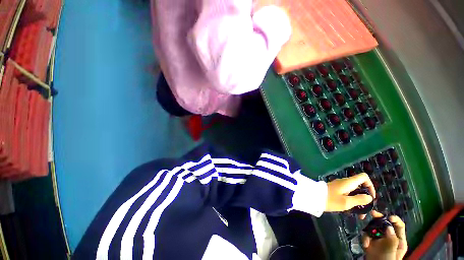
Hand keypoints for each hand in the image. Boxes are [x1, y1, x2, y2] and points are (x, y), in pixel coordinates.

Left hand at [325, 173, 374, 217]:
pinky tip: (352, 210)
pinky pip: (348, 194)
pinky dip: (352, 201)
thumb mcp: (346, 202)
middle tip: (367, 208)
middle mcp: (345, 182)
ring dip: (359, 201)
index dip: (370, 185)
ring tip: (360, 214)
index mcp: (348, 182)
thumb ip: (359, 199)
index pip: (363, 177)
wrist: (314, 197)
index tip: (371, 197)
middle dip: (365, 196)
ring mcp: (340, 186)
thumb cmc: (330, 200)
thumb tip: (369, 197)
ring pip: (354, 191)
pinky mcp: (336, 190)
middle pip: (360, 185)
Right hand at [363, 211, 407, 259]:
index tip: (388, 216)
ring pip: (373, 228)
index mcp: (398, 240)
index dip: (394, 219)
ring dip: (368, 231)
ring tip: (367, 241)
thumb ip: (391, 240)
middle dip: (378, 219)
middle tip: (372, 213)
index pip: (399, 226)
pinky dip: (364, 239)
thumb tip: (388, 227)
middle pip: (385, 224)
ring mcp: (379, 239)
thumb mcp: (391, 253)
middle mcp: (389, 237)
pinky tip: (365, 246)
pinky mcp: (370, 241)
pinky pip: (366, 235)